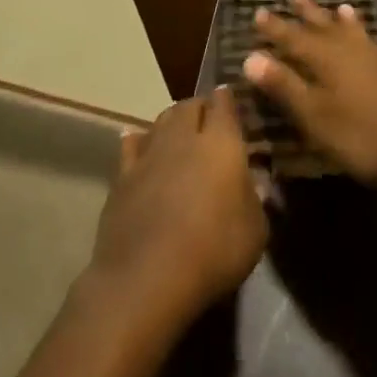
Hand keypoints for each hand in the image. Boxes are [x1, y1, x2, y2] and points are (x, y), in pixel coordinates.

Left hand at [88, 87, 267, 337]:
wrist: (147, 277)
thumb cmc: (214, 251)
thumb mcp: (256, 230)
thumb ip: (255, 198)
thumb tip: (254, 181)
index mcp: (221, 144)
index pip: (224, 104)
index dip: (228, 99)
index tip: (233, 99)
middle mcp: (183, 139)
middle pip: (188, 106)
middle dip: (200, 107)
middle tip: (210, 120)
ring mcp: (147, 155)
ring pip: (159, 121)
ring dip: (172, 122)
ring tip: (179, 132)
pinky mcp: (121, 177)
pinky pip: (131, 146)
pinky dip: (140, 141)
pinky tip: (140, 144)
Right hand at [242, 0, 376, 191]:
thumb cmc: (361, 137)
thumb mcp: (314, 116)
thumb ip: (284, 85)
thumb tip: (250, 56)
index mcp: (328, 61)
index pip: (294, 39)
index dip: (275, 28)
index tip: (258, 11)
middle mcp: (356, 53)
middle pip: (328, 29)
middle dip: (310, 14)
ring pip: (362, 36)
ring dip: (350, 22)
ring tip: (342, 7)